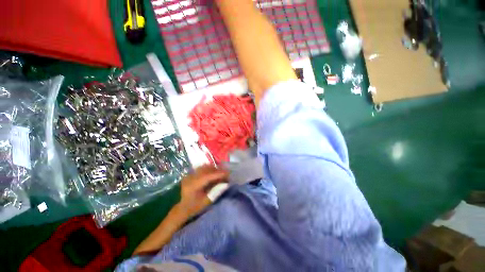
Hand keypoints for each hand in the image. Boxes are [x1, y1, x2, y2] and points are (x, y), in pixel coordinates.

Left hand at [177, 165, 228, 217]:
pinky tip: (213, 172)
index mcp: (193, 185)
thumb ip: (216, 192)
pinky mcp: (191, 174)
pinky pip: (202, 168)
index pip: (207, 176)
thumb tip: (226, 183)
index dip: (218, 174)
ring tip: (220, 173)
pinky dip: (209, 169)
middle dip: (217, 170)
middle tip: (226, 173)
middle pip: (206, 169)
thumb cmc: (195, 207)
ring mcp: (190, 175)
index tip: (228, 173)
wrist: (183, 208)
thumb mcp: (206, 202)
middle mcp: (190, 178)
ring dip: (213, 169)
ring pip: (204, 167)